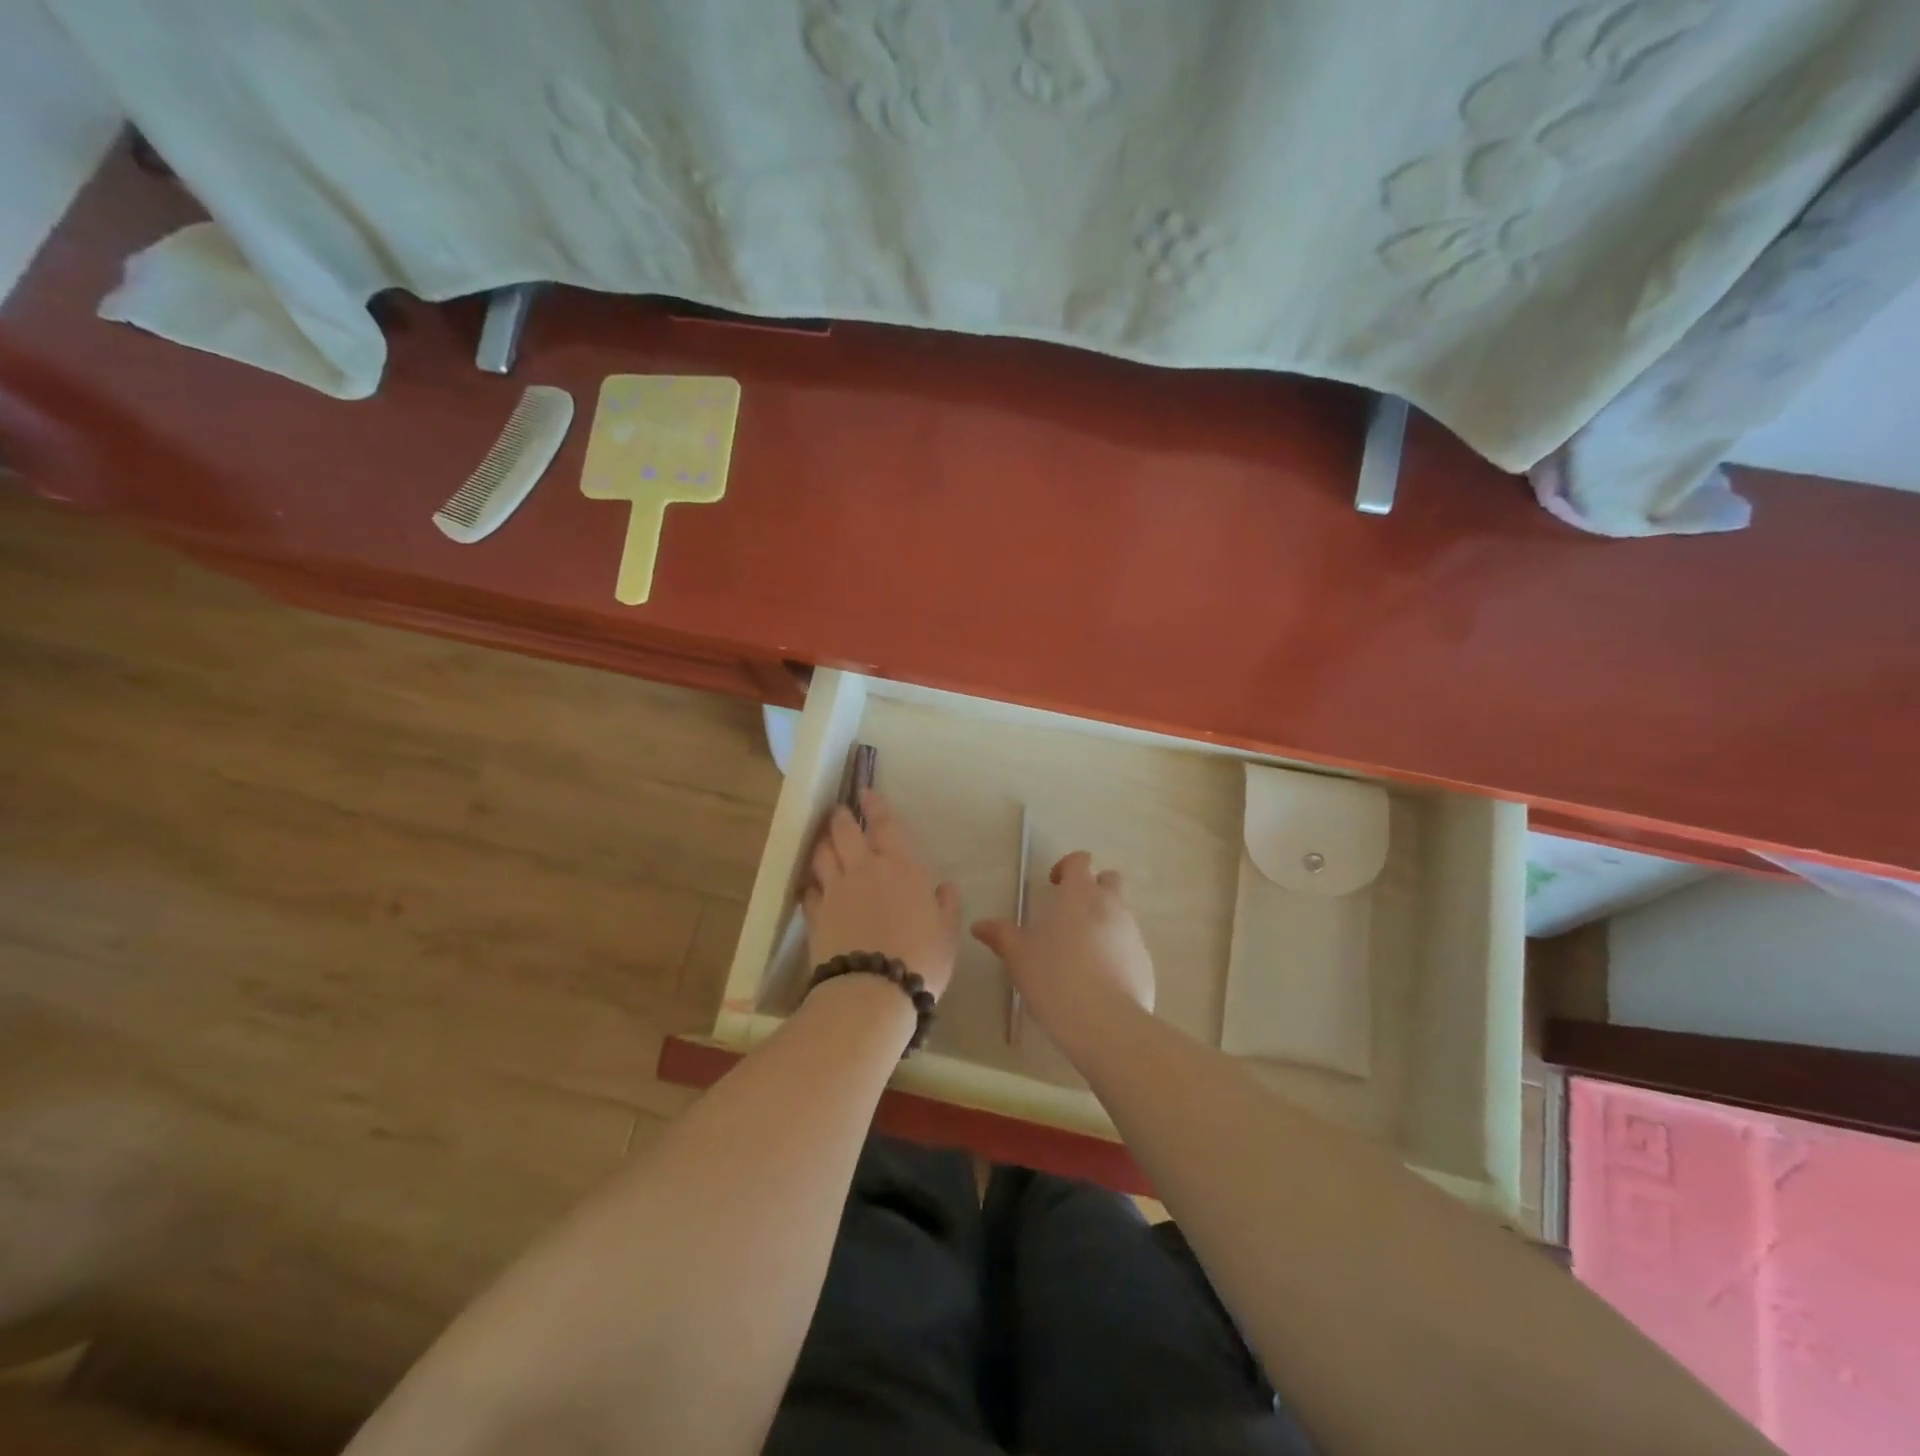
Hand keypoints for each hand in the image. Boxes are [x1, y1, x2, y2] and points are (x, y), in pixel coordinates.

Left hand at [802, 790, 961, 998]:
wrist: (873, 991)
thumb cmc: (921, 959)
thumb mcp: (946, 933)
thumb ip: (946, 906)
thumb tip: (945, 888)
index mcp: (900, 867)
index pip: (884, 825)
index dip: (875, 805)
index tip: (865, 792)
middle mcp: (864, 869)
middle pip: (844, 832)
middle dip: (841, 817)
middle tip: (840, 812)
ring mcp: (835, 891)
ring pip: (822, 855)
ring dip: (823, 844)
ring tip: (825, 842)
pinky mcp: (815, 915)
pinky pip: (810, 890)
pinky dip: (811, 884)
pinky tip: (813, 886)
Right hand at [972, 851, 1154, 1040]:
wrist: (1104, 1022)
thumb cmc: (1054, 977)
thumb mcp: (1018, 956)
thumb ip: (1000, 935)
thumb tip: (979, 925)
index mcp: (1079, 894)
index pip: (1080, 861)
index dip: (1067, 867)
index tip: (1053, 884)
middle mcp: (1110, 906)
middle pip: (1110, 880)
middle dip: (1094, 888)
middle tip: (1072, 914)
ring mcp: (1132, 933)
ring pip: (1121, 914)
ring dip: (1104, 923)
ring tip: (1080, 954)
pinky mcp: (1145, 962)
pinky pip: (1129, 947)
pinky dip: (1116, 953)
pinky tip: (1098, 981)